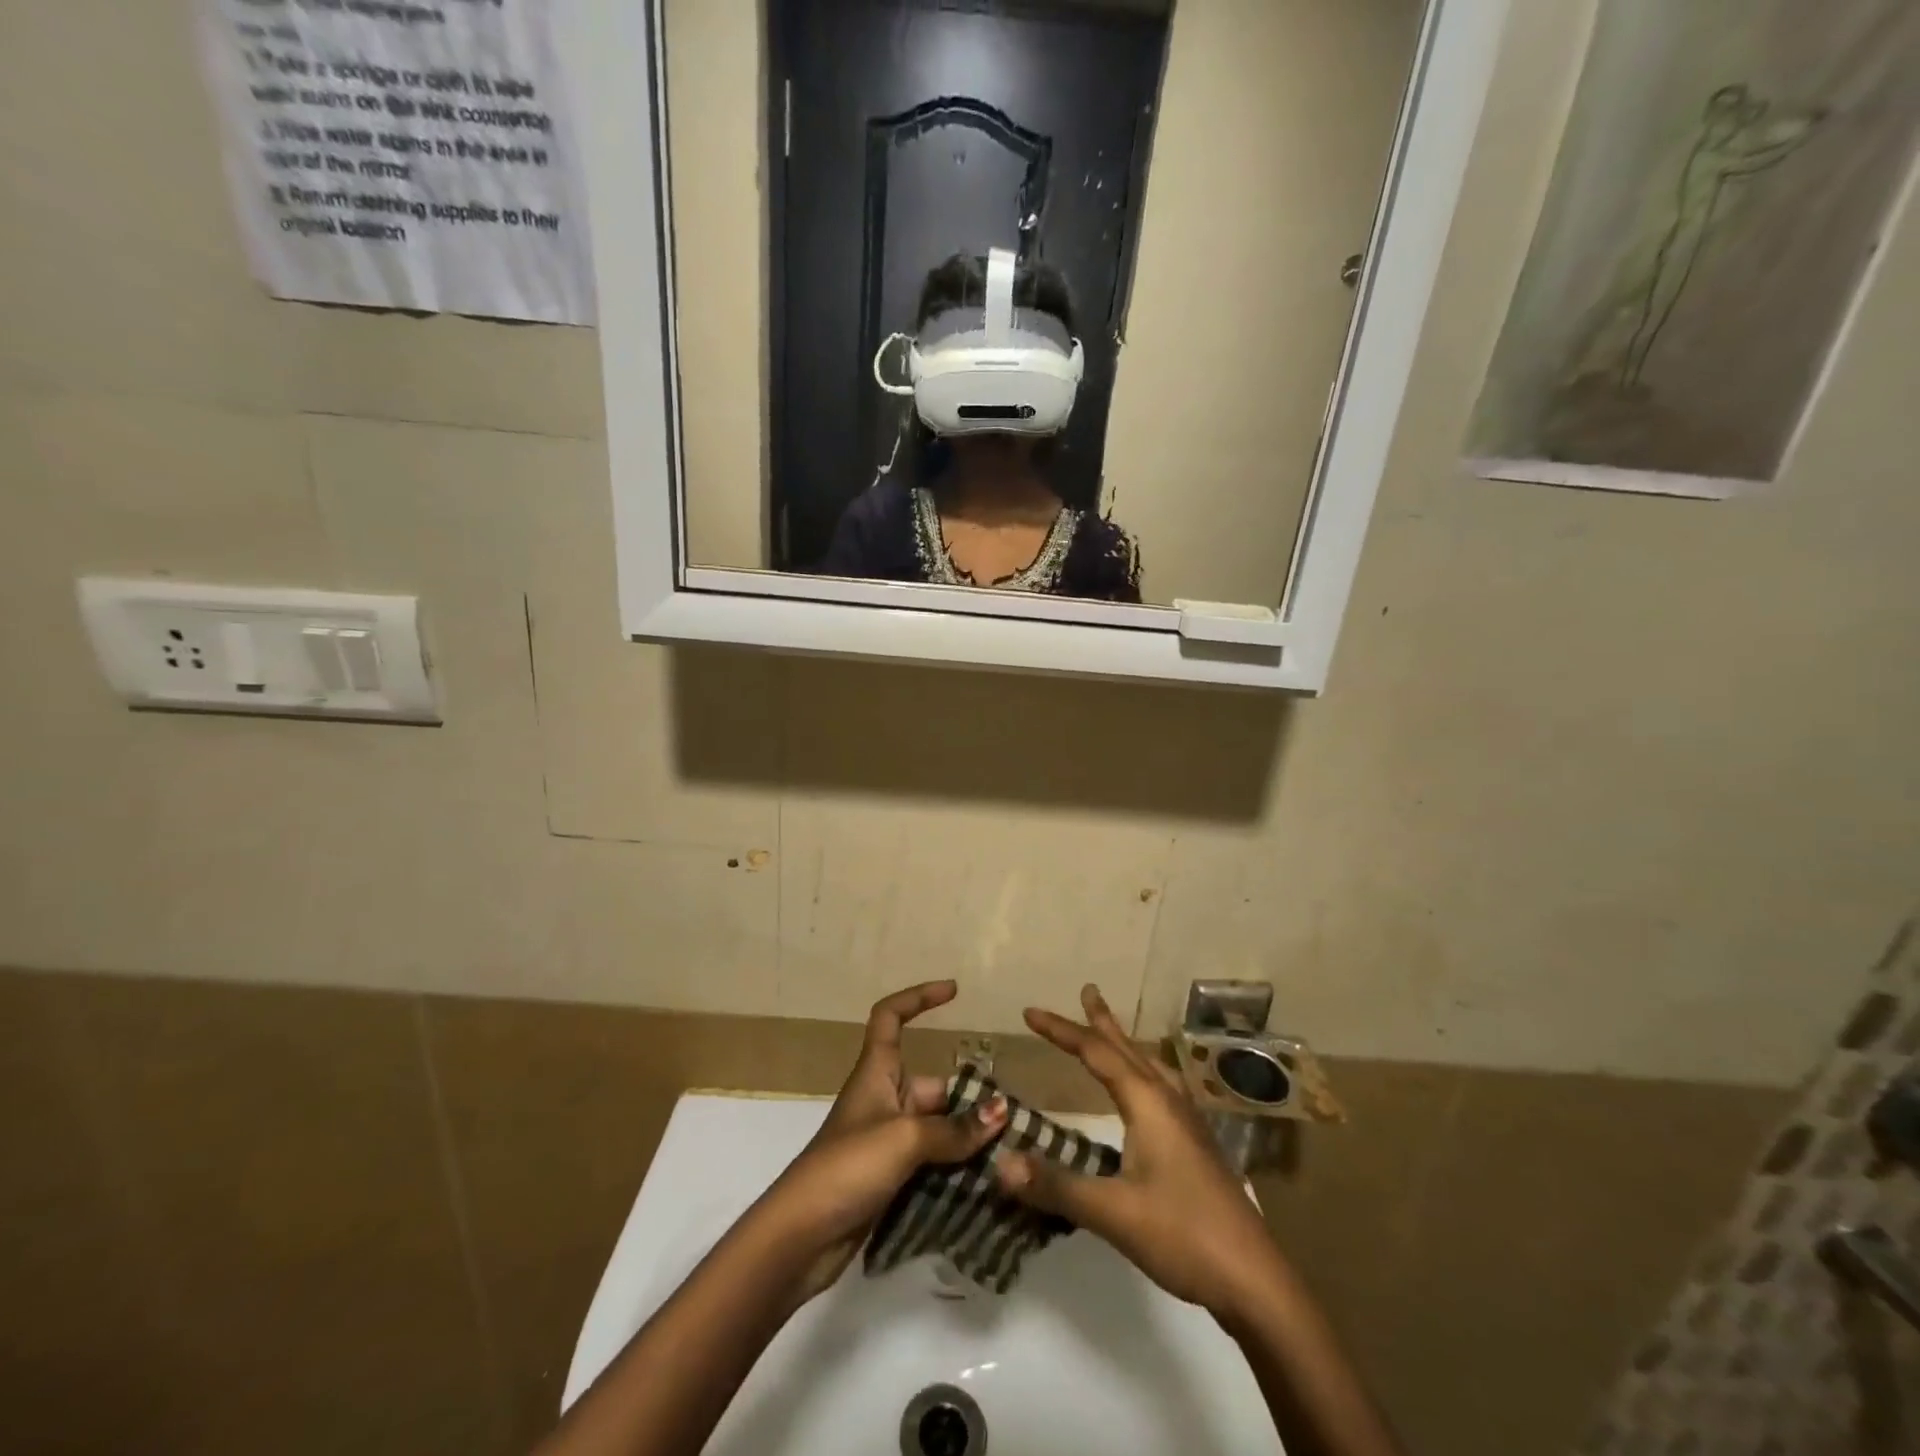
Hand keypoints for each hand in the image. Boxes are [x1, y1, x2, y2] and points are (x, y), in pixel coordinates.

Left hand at [762, 981, 1005, 1298]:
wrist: (800, 1238)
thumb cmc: (847, 1168)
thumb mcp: (904, 1139)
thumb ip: (954, 1128)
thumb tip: (1001, 1111)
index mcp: (876, 1073)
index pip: (891, 1017)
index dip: (919, 998)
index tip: (954, 991)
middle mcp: (883, 1100)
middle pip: (933, 1085)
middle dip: (970, 1099)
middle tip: (1014, 1120)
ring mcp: (886, 1143)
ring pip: (937, 1129)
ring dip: (969, 1140)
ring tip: (1013, 1152)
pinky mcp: (889, 1180)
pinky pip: (932, 1163)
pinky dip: (956, 1170)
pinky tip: (990, 1185)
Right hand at [994, 983, 1287, 1324]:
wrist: (1255, 1279)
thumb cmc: (1183, 1235)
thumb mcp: (1113, 1212)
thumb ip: (1056, 1186)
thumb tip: (1000, 1161)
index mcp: (1147, 1103)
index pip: (1095, 1053)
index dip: (1060, 1030)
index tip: (1029, 1012)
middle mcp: (1168, 1101)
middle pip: (1127, 1049)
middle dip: (1101, 1021)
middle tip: (1087, 989)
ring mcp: (1187, 1122)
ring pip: (1148, 1066)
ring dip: (1124, 1043)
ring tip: (1110, 1030)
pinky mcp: (1196, 1144)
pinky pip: (1161, 1087)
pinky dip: (1141, 1071)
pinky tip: (1145, 1091)